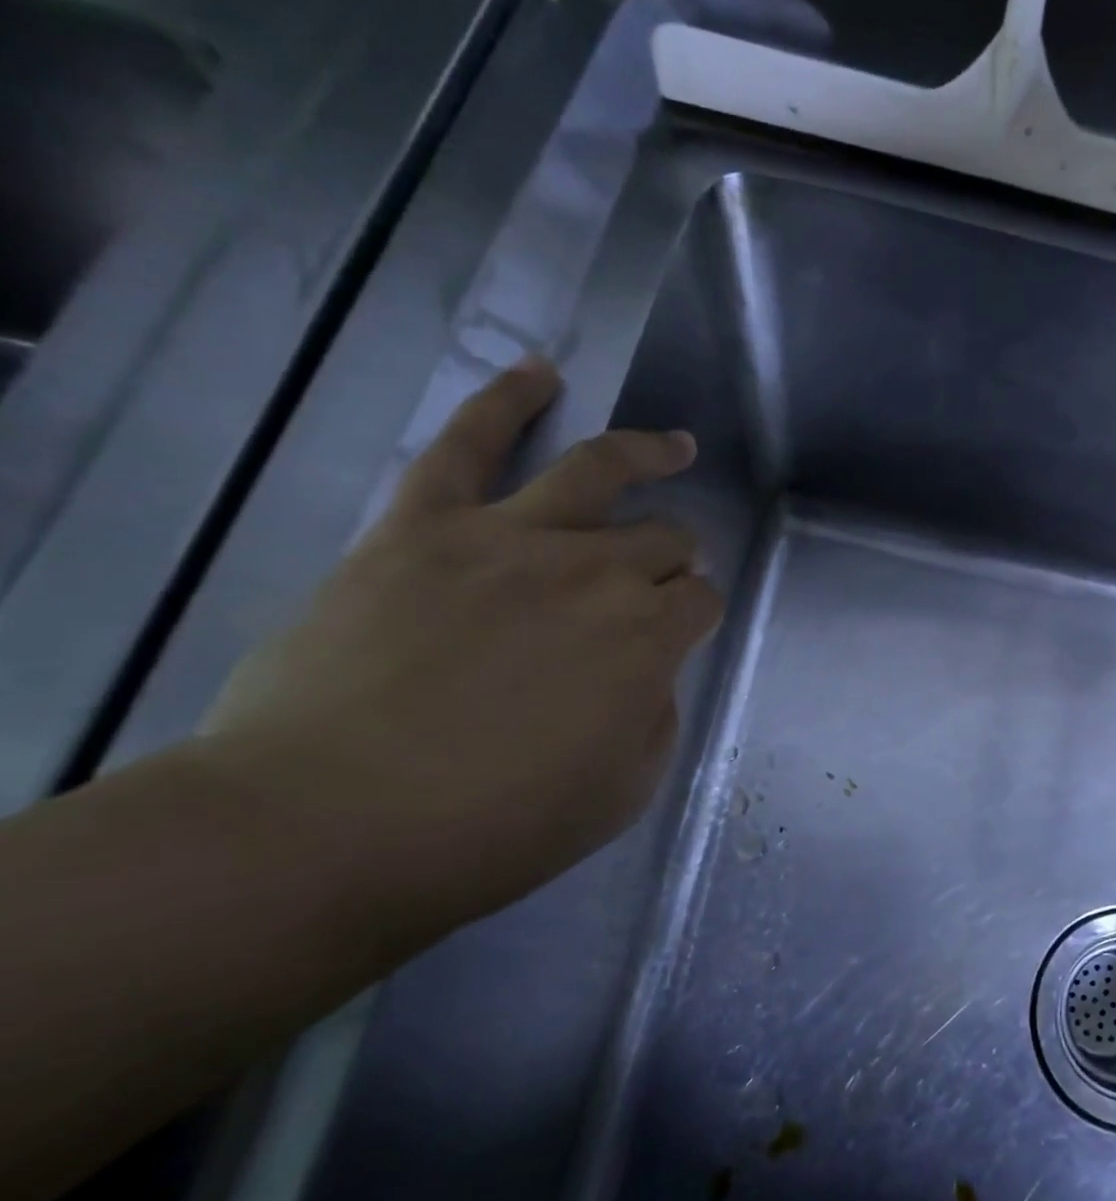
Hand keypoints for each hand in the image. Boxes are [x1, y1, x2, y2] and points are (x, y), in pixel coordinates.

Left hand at [200, 359, 722, 932]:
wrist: (329, 827)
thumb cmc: (494, 827)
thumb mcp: (623, 792)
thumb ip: (655, 718)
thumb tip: (651, 673)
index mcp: (650, 638)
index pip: (701, 601)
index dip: (699, 614)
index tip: (682, 634)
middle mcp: (596, 572)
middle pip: (662, 538)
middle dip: (676, 555)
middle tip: (665, 575)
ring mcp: (509, 538)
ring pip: (597, 471)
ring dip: (647, 453)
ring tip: (673, 445)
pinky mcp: (423, 527)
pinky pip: (466, 443)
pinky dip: (505, 401)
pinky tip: (540, 373)